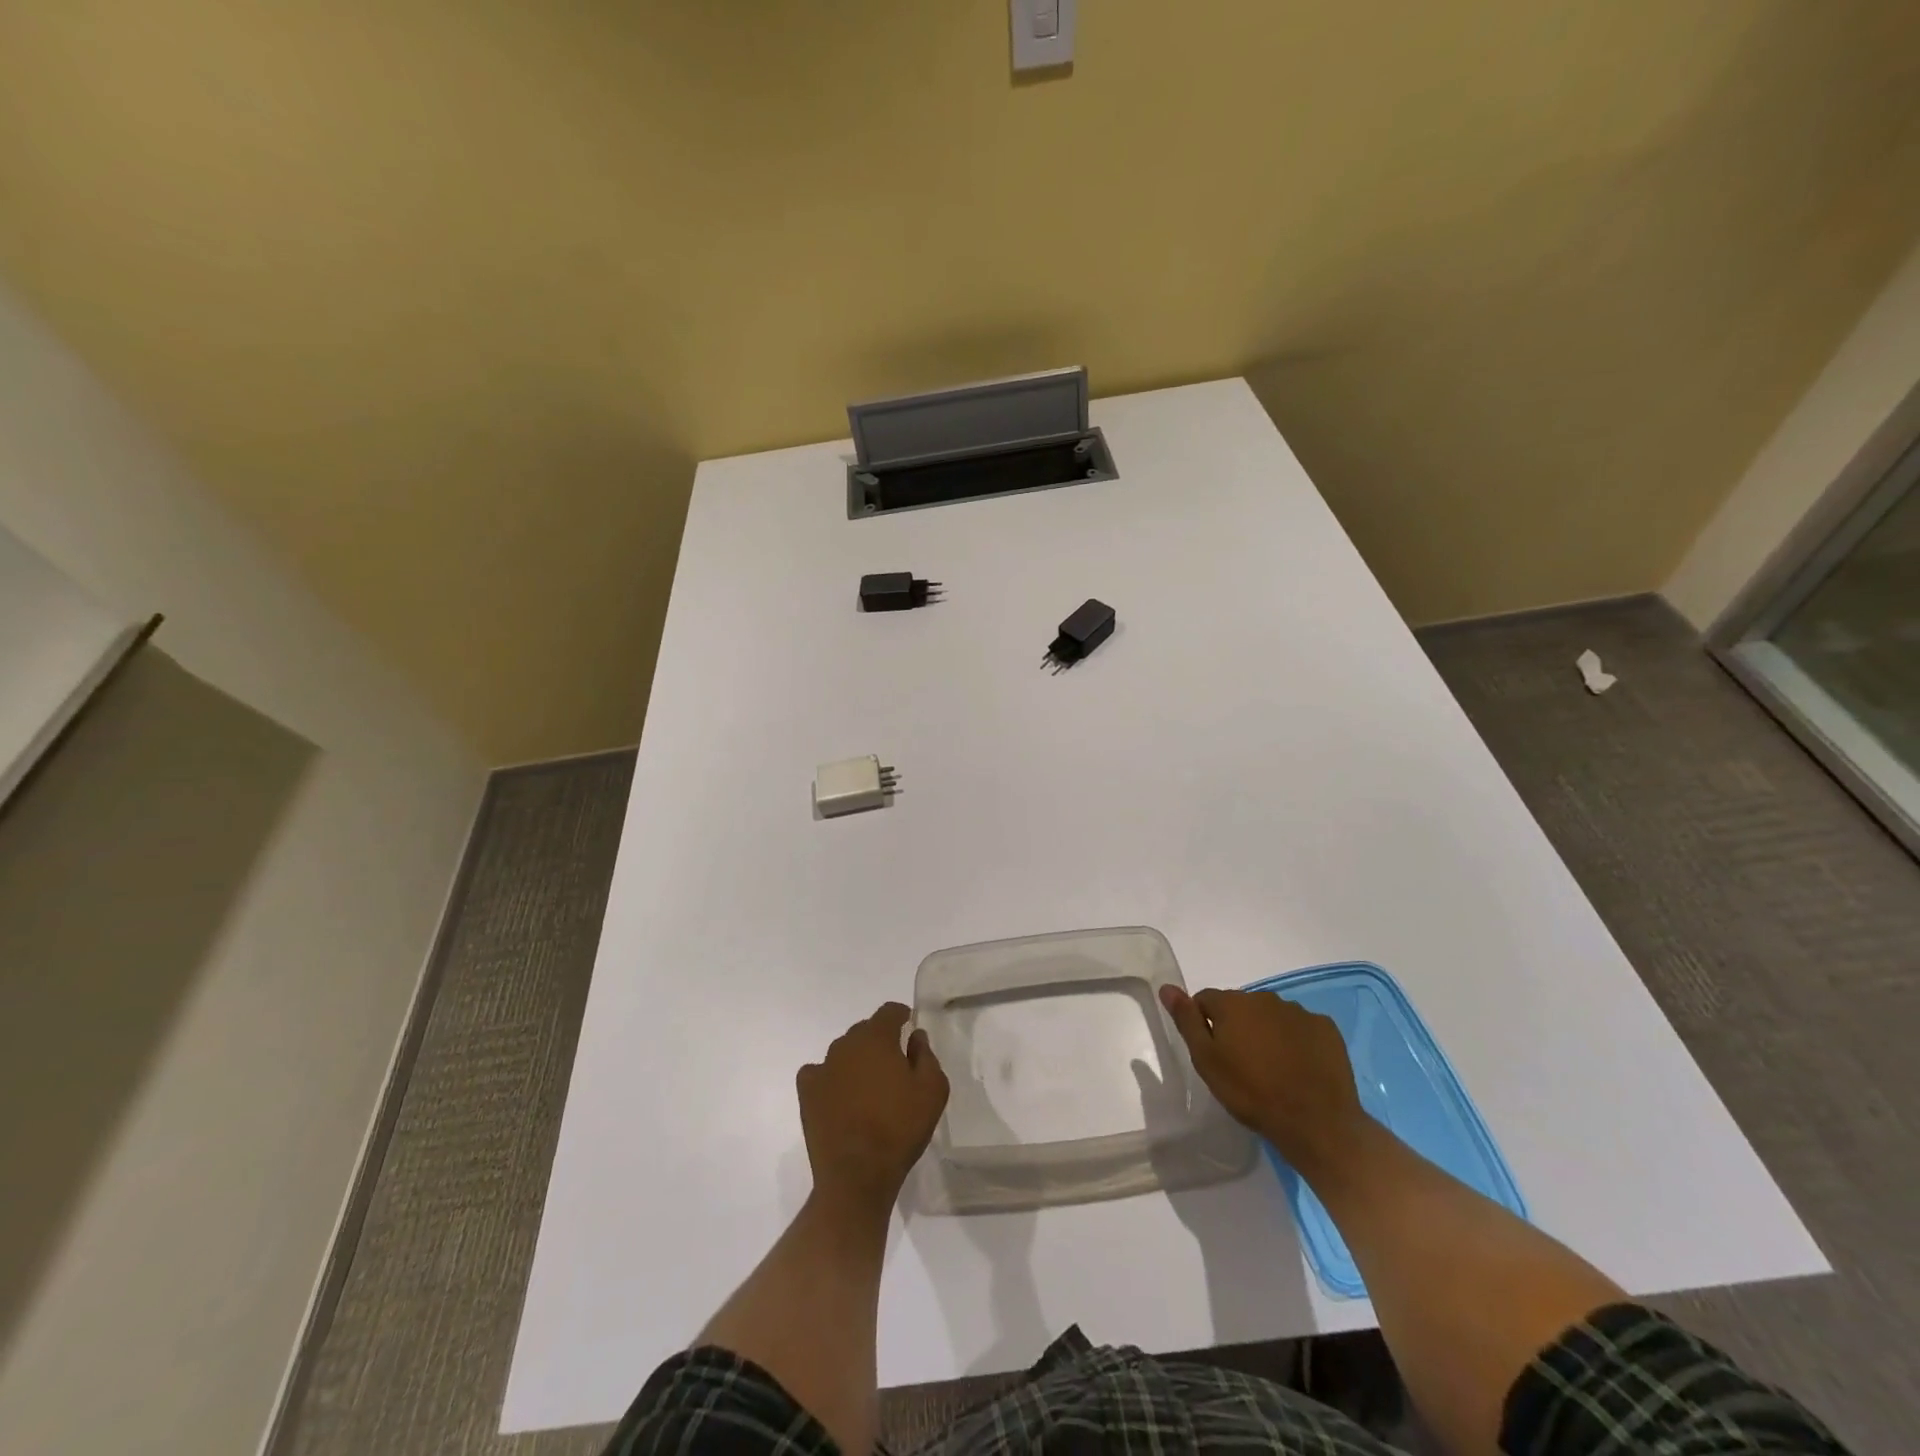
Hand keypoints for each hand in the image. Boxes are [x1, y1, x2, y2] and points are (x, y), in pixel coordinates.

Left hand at [797, 1002, 948, 1215]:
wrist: (857, 1174)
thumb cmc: (900, 1128)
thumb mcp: (933, 1090)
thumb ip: (926, 1055)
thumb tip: (915, 1037)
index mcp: (877, 1038)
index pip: (889, 1011)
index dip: (901, 1016)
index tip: (908, 1026)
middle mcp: (846, 1044)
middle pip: (865, 1030)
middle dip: (879, 1040)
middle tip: (893, 1065)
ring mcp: (823, 1067)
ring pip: (843, 1051)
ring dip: (856, 1060)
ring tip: (868, 1086)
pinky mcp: (807, 1093)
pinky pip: (819, 1073)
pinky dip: (830, 1078)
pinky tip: (839, 1096)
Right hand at [1160, 984, 1368, 1179]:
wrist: (1316, 1122)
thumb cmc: (1251, 1092)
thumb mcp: (1207, 1061)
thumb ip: (1187, 1021)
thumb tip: (1167, 988)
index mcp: (1232, 1003)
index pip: (1205, 999)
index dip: (1204, 1022)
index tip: (1212, 1051)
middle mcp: (1265, 997)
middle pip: (1240, 1006)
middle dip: (1237, 1026)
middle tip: (1241, 1063)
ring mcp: (1299, 1012)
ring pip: (1271, 1016)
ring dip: (1266, 1032)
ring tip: (1272, 1068)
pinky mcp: (1325, 1028)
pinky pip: (1301, 1028)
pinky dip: (1296, 1040)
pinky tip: (1299, 1067)